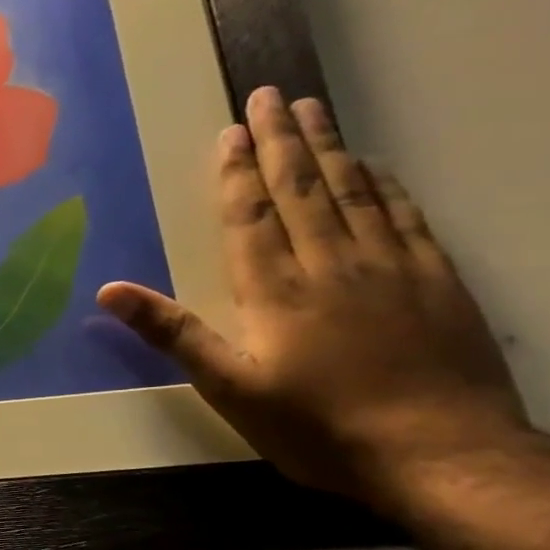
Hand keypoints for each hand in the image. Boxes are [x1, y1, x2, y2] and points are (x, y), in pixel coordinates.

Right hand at [98, 87, 526, 504]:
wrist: (440, 453)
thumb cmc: (316, 426)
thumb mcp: (229, 388)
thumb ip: (173, 333)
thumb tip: (108, 291)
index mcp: (276, 290)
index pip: (251, 216)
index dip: (237, 172)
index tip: (230, 131)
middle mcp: (332, 264)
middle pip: (302, 189)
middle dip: (281, 140)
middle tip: (269, 96)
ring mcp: (391, 266)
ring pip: (354, 191)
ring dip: (328, 148)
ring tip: (311, 110)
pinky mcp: (436, 279)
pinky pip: (405, 214)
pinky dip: (383, 183)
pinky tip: (371, 166)